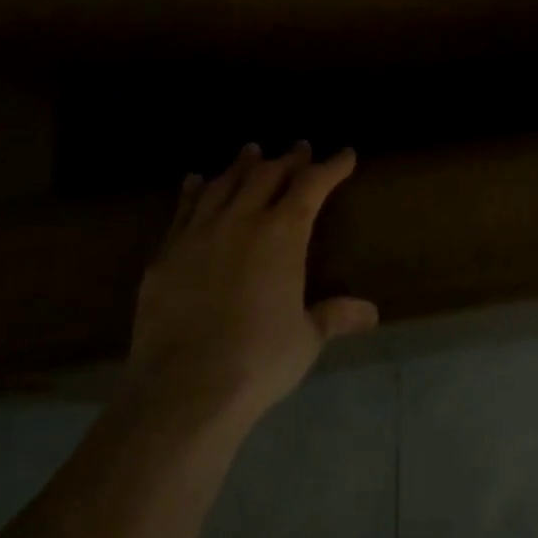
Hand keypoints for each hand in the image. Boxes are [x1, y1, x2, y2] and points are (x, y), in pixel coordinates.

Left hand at [126, 142, 377, 420]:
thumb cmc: (259, 360)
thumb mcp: (306, 338)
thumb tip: (372, 313)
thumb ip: (335, 316)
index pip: (312, 185)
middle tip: (299, 149)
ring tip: (251, 151)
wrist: (184, 388)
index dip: (331, 167)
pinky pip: (183, 210)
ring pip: (223, 184)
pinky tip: (195, 180)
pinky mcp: (166, 255)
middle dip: (288, 159)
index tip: (345, 155)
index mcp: (282, 234)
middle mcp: (242, 220)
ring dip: (241, 165)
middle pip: (267, 175)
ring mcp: (199, 234)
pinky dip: (193, 191)